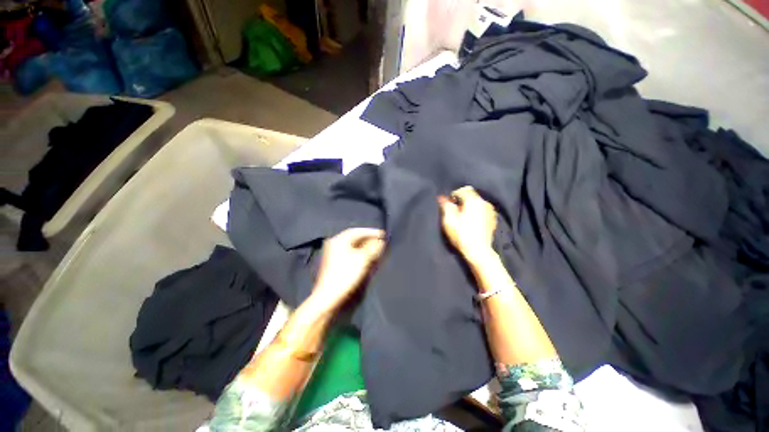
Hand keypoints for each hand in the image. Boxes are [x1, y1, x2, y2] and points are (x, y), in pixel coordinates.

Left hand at [310, 228, 385, 312]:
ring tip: (376, 249)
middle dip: (368, 239)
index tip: (383, 234)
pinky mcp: (334, 263)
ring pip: (352, 246)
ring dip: (364, 246)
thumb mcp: (362, 259)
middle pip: (354, 238)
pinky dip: (359, 253)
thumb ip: (373, 248)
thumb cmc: (346, 275)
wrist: (328, 297)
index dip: (371, 232)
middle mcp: (334, 244)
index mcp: (339, 240)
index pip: (357, 231)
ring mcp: (333, 253)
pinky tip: (366, 257)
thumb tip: (381, 241)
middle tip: (381, 242)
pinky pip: (350, 253)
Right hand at [438, 186, 497, 262]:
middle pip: (471, 195)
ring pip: (477, 203)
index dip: (453, 196)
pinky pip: (482, 210)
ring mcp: (490, 211)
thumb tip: (442, 198)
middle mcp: (484, 202)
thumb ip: (446, 206)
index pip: (462, 190)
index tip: (449, 205)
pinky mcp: (493, 219)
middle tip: (455, 212)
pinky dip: (476, 212)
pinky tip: (472, 222)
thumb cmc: (461, 234)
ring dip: (469, 206)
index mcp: (473, 201)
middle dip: (462, 200)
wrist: (478, 250)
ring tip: (463, 218)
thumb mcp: (449, 220)